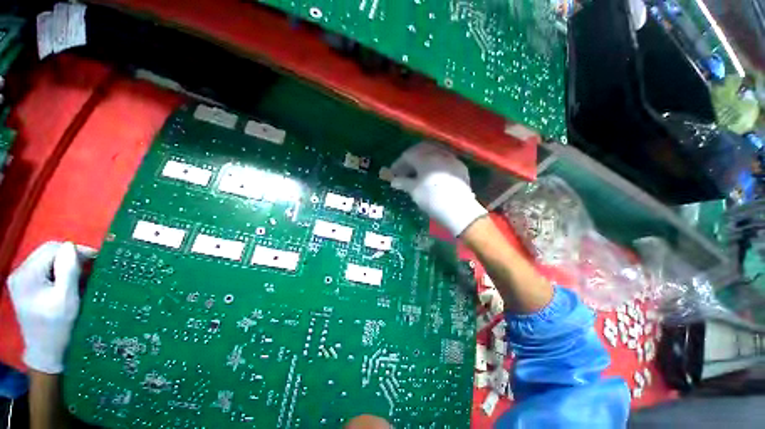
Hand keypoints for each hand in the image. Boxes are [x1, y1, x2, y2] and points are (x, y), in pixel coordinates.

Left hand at [8, 242, 95, 373]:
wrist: (46, 352)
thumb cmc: (58, 327)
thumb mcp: (67, 299)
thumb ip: (68, 270)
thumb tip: (72, 246)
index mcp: (27, 275)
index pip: (52, 250)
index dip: (74, 251)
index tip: (95, 259)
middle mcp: (19, 273)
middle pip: (47, 253)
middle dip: (70, 257)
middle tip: (90, 267)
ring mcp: (20, 280)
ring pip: (46, 260)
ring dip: (66, 264)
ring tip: (81, 276)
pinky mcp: (25, 286)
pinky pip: (44, 269)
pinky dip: (59, 272)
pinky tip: (68, 282)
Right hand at [390, 142, 486, 235]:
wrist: (459, 210)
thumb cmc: (432, 199)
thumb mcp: (414, 191)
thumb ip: (403, 182)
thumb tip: (394, 181)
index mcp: (425, 158)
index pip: (408, 155)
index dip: (399, 163)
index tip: (393, 173)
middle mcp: (439, 154)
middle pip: (421, 149)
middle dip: (411, 158)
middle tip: (406, 169)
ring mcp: (451, 159)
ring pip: (434, 152)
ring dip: (424, 159)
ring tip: (419, 171)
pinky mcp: (460, 167)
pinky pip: (445, 159)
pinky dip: (435, 163)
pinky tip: (434, 173)